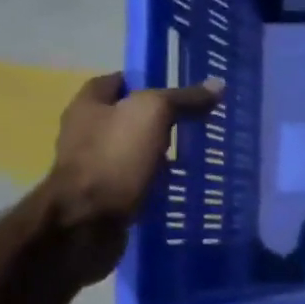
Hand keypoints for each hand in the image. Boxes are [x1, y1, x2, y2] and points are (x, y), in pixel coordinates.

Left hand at [46, 72, 223, 281]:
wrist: (86, 222)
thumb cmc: (114, 158)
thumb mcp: (153, 114)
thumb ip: (183, 98)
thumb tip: (218, 85)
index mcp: (88, 105)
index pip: (118, 81)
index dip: (148, 81)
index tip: (181, 91)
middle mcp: (86, 133)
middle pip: (127, 118)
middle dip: (158, 121)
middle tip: (195, 124)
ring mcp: (94, 167)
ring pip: (134, 152)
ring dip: (159, 155)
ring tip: (195, 156)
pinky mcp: (105, 197)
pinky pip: (136, 182)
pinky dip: (156, 183)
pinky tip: (181, 186)